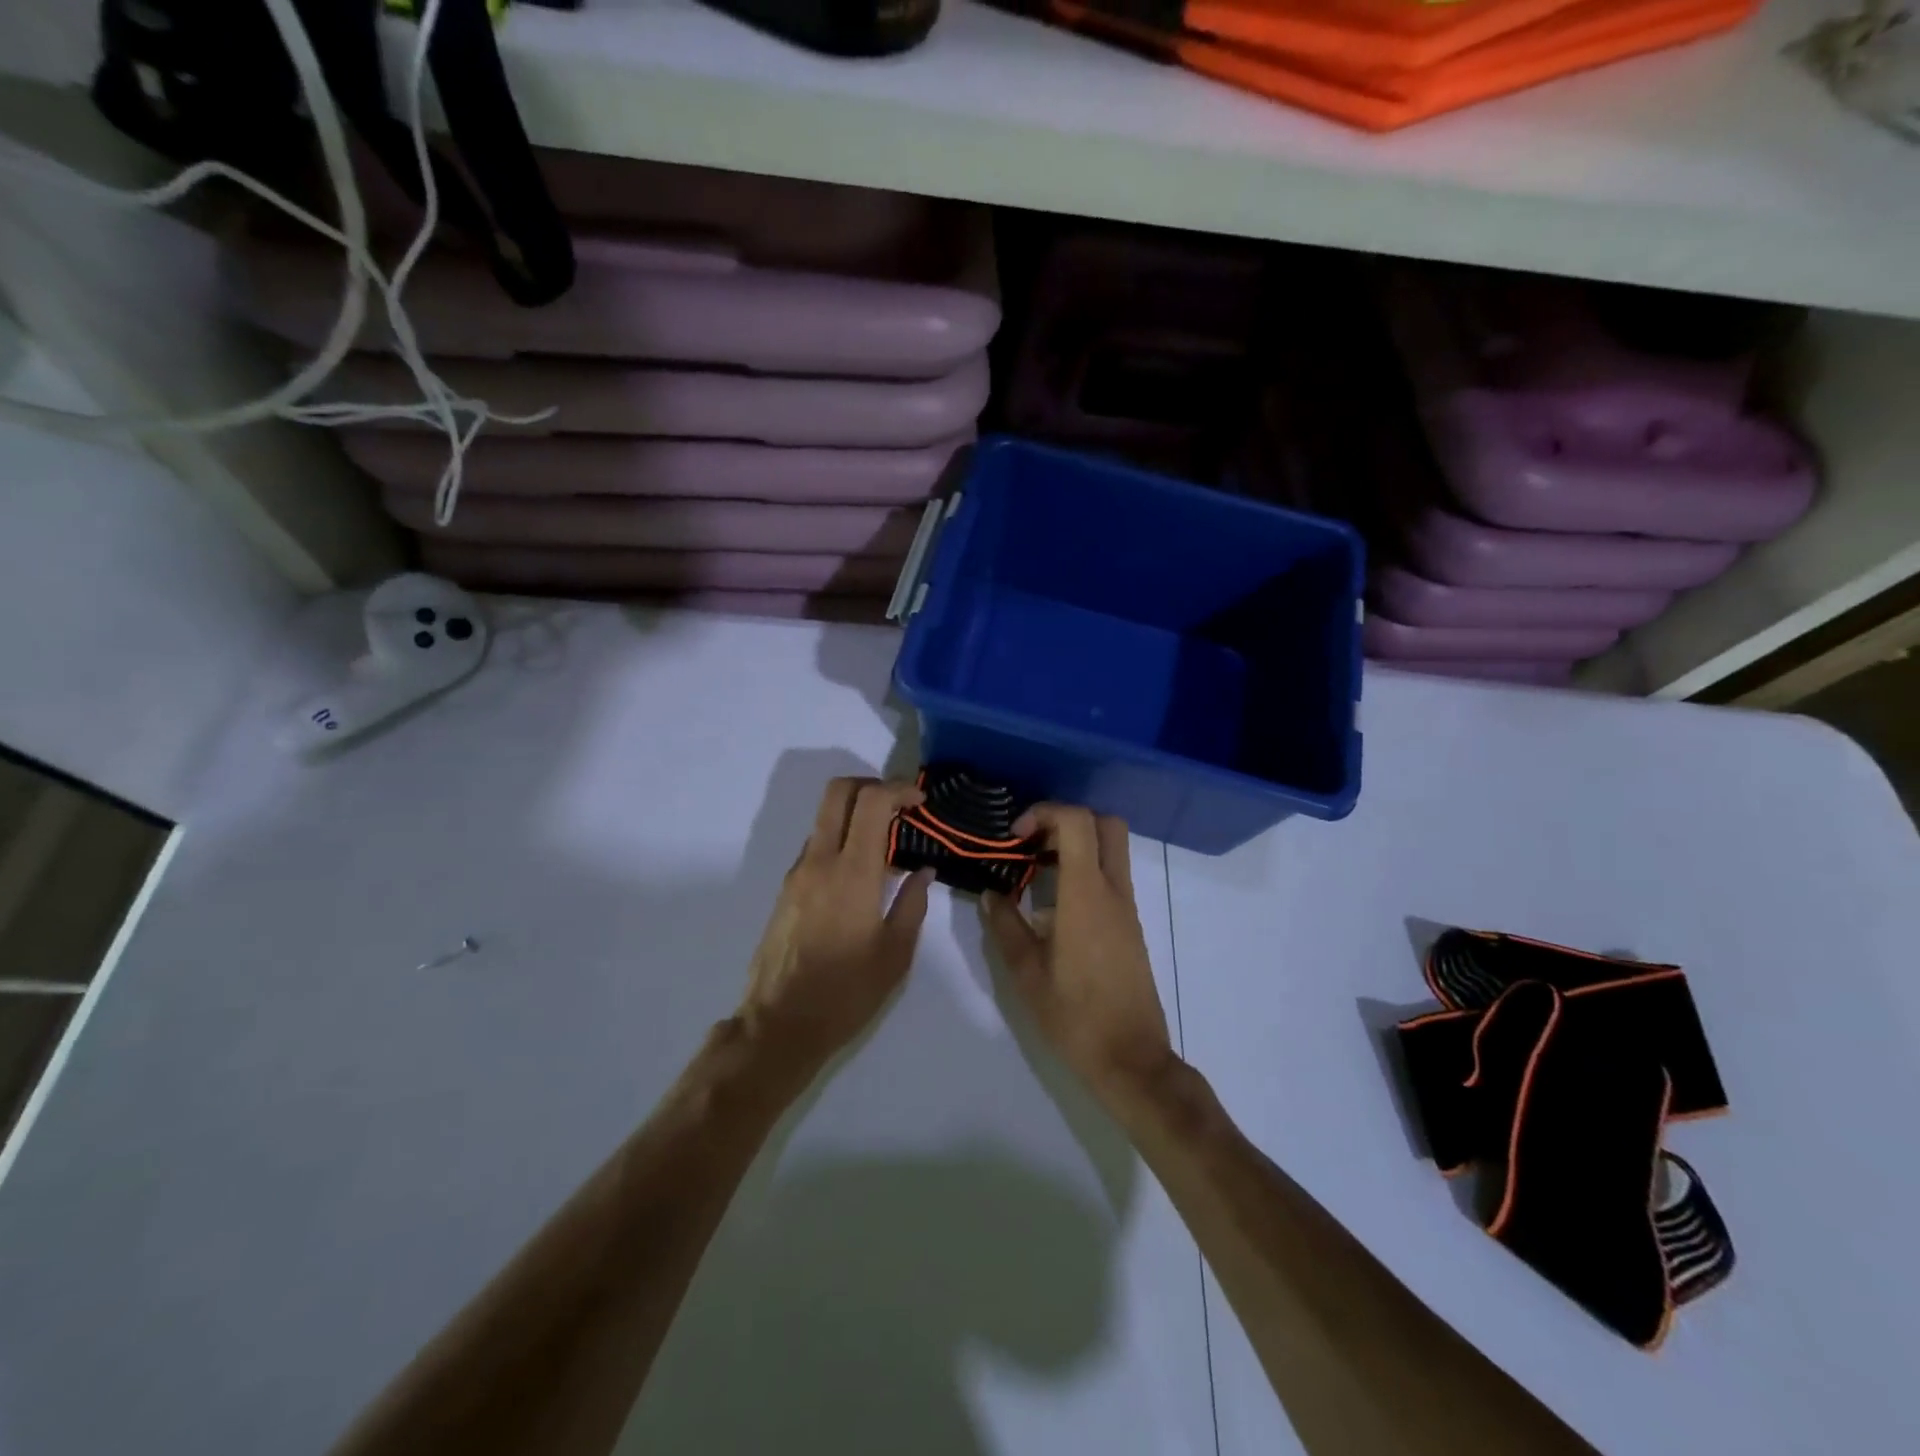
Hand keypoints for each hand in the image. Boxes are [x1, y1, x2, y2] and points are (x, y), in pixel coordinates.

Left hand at [739, 777, 933, 1072]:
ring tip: (886, 844)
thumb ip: (912, 904)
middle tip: (900, 805)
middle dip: (871, 785)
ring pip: (824, 818)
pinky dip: (841, 841)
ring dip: (855, 815)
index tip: (921, 801)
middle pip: (838, 792)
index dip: (899, 788)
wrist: (779, 1025)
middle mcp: (819, 861)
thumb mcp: (895, 954)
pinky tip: (861, 874)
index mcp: (852, 872)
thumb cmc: (846, 993)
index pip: (872, 802)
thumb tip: (922, 871)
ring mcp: (798, 873)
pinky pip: (816, 846)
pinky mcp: (786, 890)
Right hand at [980, 805, 1173, 1098]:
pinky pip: (1111, 875)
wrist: (1131, 1058)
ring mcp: (1127, 907)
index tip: (1015, 836)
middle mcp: (1113, 891)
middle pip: (1106, 823)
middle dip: (1066, 818)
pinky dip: (1085, 868)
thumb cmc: (1074, 1016)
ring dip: (1076, 842)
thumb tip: (991, 894)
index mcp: (1085, 895)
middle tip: (1032, 841)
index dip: (1044, 813)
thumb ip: (1005, 925)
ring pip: (1112, 848)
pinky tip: (1054, 901)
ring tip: (1036, 868)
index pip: (1077, 822)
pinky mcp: (1130, 924)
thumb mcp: (1026, 973)